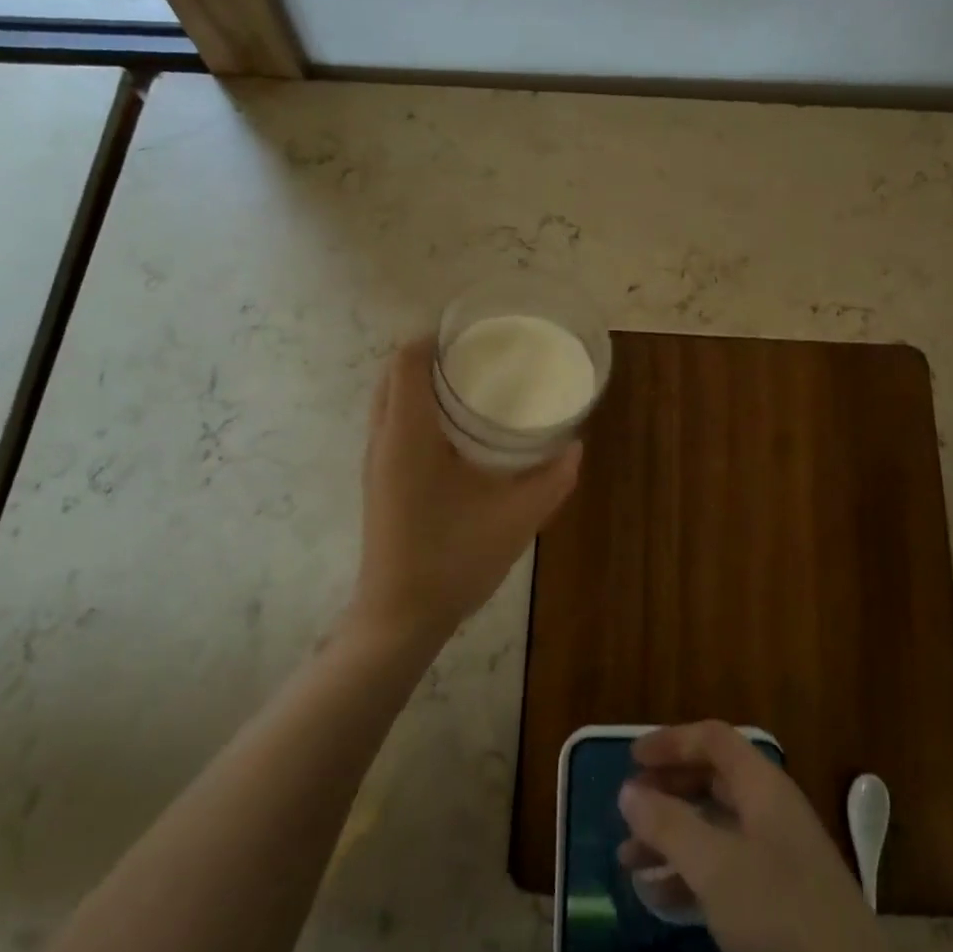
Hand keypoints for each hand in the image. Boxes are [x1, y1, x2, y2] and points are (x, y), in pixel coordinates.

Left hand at [351, 339, 580, 644]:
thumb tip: (576, 446)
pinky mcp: (380, 480)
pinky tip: (458, 431)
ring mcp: (376, 461)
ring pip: (390, 400)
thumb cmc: (452, 560)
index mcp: (408, 435)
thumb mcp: (516, 518)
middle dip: (432, 355)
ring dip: (422, 383)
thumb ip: (552, 479)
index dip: (436, 337)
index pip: (408, 361)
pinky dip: (418, 409)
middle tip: (480, 356)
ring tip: (472, 385)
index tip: (475, 333)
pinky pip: (393, 424)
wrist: (399, 617)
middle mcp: (383, 439)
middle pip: (395, 374)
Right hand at [617, 723, 952, 951]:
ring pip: (716, 828)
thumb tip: (629, 790)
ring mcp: (781, 858)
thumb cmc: (781, 920)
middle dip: (668, 791)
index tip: (630, 759)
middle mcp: (773, 812)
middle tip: (628, 809)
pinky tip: (661, 899)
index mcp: (764, 788)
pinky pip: (726, 869)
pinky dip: (691, 874)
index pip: (713, 740)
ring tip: (629, 861)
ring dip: (672, 837)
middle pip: (713, 781)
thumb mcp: (715, 868)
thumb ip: (668, 824)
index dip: (671, 741)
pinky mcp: (782, 903)